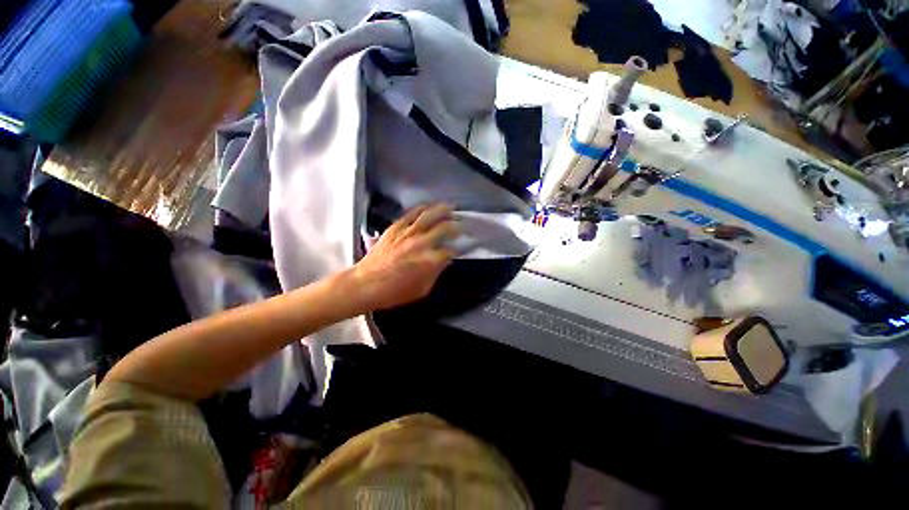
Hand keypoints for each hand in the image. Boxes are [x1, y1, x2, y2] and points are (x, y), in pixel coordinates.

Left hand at [347, 204, 458, 312]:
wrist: (365, 284)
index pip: (450, 250)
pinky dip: (422, 208)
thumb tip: (444, 261)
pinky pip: (412, 214)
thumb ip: (436, 273)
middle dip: (456, 226)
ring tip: (451, 207)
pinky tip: (429, 207)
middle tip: (461, 225)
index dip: (457, 249)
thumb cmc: (395, 292)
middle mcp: (422, 243)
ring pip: (429, 215)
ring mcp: (408, 233)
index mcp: (430, 261)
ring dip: (443, 210)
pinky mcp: (395, 227)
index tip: (460, 248)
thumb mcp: (422, 289)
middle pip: (445, 228)